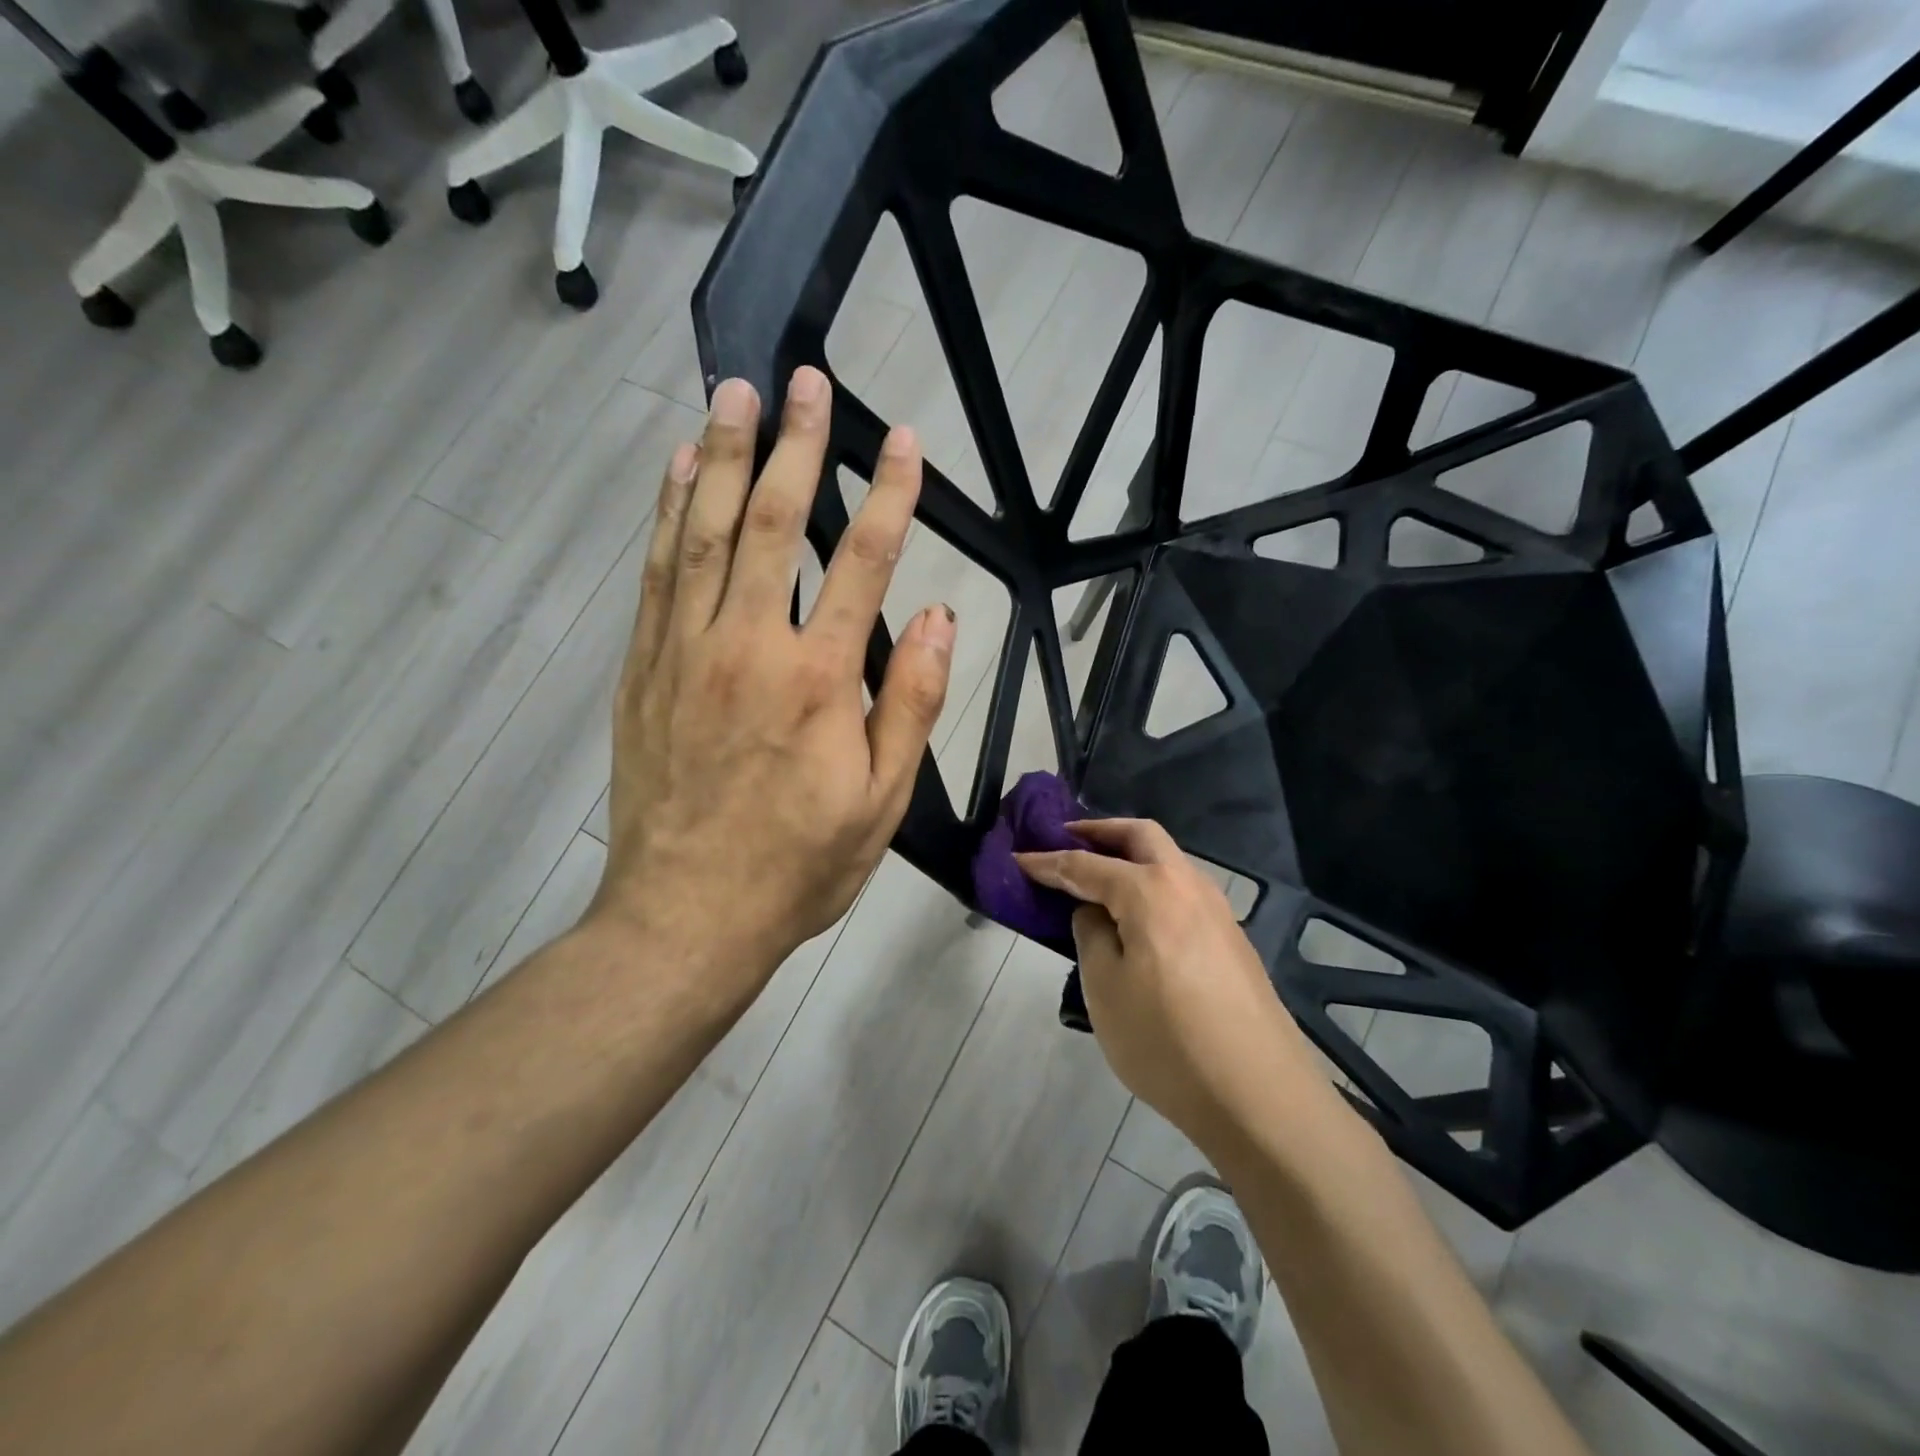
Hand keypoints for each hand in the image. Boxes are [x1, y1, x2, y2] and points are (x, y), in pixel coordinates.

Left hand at [594, 367, 955, 1016]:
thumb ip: (910, 702)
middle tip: (803, 382)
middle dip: (793, 446)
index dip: (888, 496)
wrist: (686, 915)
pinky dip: (668, 514)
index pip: (863, 563)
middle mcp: (748, 647)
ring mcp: (685, 651)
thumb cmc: (798, 864)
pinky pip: (657, 573)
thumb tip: (936, 617)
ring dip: (720, 456)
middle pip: (773, 524)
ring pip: (704, 533)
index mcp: (818, 680)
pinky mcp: (643, 668)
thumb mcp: (882, 799)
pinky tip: (677, 473)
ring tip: (732, 395)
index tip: (902, 441)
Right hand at [1018, 819, 1324, 1148]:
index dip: (1048, 862)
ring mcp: (1218, 911)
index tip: (1019, 858)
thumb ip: (1091, 934)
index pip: (1086, 865)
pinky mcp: (1232, 940)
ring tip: (1097, 877)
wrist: (1260, 1097)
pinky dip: (1151, 885)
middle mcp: (1188, 886)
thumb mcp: (1105, 988)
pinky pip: (1182, 891)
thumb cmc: (1167, 1041)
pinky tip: (1137, 917)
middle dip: (1100, 832)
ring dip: (1130, 856)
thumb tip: (1095, 911)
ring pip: (1168, 861)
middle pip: (1141, 836)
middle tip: (1065, 840)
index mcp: (1150, 891)